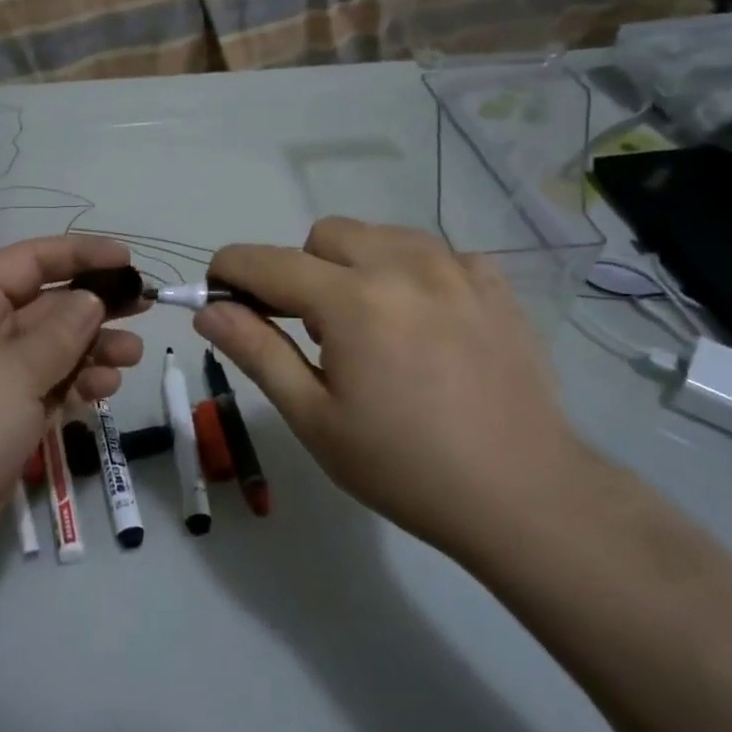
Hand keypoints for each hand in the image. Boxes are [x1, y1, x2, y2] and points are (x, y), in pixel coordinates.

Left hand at [0, 236, 143, 578]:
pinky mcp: (4, 418)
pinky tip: (105, 389)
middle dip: (95, 306)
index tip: (127, 261)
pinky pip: (49, 387)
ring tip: (131, 356)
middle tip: (143, 308)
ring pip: (54, 349)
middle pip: (48, 305)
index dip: (80, 254)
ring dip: (93, 349)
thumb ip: (61, 332)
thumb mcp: (15, 369)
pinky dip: (78, 385)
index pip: (32, 261)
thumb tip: (90, 300)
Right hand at [193, 217, 588, 559]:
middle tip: (311, 330)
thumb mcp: (315, 418)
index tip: (219, 297)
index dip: (229, 271)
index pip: (266, 260)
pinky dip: (412, 273)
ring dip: (355, 265)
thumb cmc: (405, 466)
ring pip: (380, 235)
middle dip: (299, 271)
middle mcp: (403, 265)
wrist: (524, 496)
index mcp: (352, 300)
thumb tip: (208, 310)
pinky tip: (425, 322)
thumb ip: (256, 352)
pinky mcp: (493, 284)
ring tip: (369, 324)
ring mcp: (456, 268)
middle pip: (324, 235)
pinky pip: (434, 252)